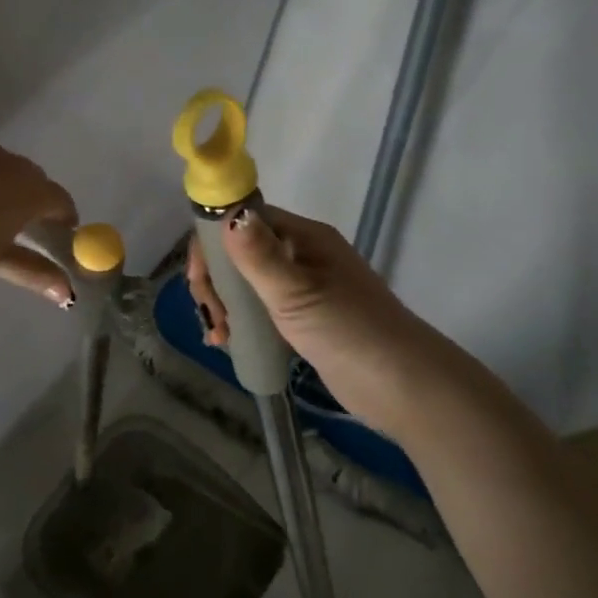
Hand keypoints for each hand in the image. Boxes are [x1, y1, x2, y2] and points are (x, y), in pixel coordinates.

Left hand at [0, 141, 78, 303]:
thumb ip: (36, 273)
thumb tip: (67, 295)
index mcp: (28, 191)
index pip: (59, 199)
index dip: (64, 216)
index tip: (63, 231)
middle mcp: (6, 162)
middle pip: (31, 176)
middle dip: (34, 197)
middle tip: (25, 222)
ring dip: (0, 182)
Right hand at [187, 205, 439, 429]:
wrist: (400, 385)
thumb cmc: (347, 330)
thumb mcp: (295, 292)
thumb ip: (258, 255)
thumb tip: (228, 212)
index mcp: (304, 237)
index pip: (245, 220)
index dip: (214, 243)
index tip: (198, 279)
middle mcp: (302, 255)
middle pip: (240, 252)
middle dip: (215, 280)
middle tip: (210, 316)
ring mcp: (303, 288)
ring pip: (247, 284)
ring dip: (224, 304)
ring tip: (218, 335)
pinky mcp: (303, 320)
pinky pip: (260, 310)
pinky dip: (240, 321)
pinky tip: (228, 343)